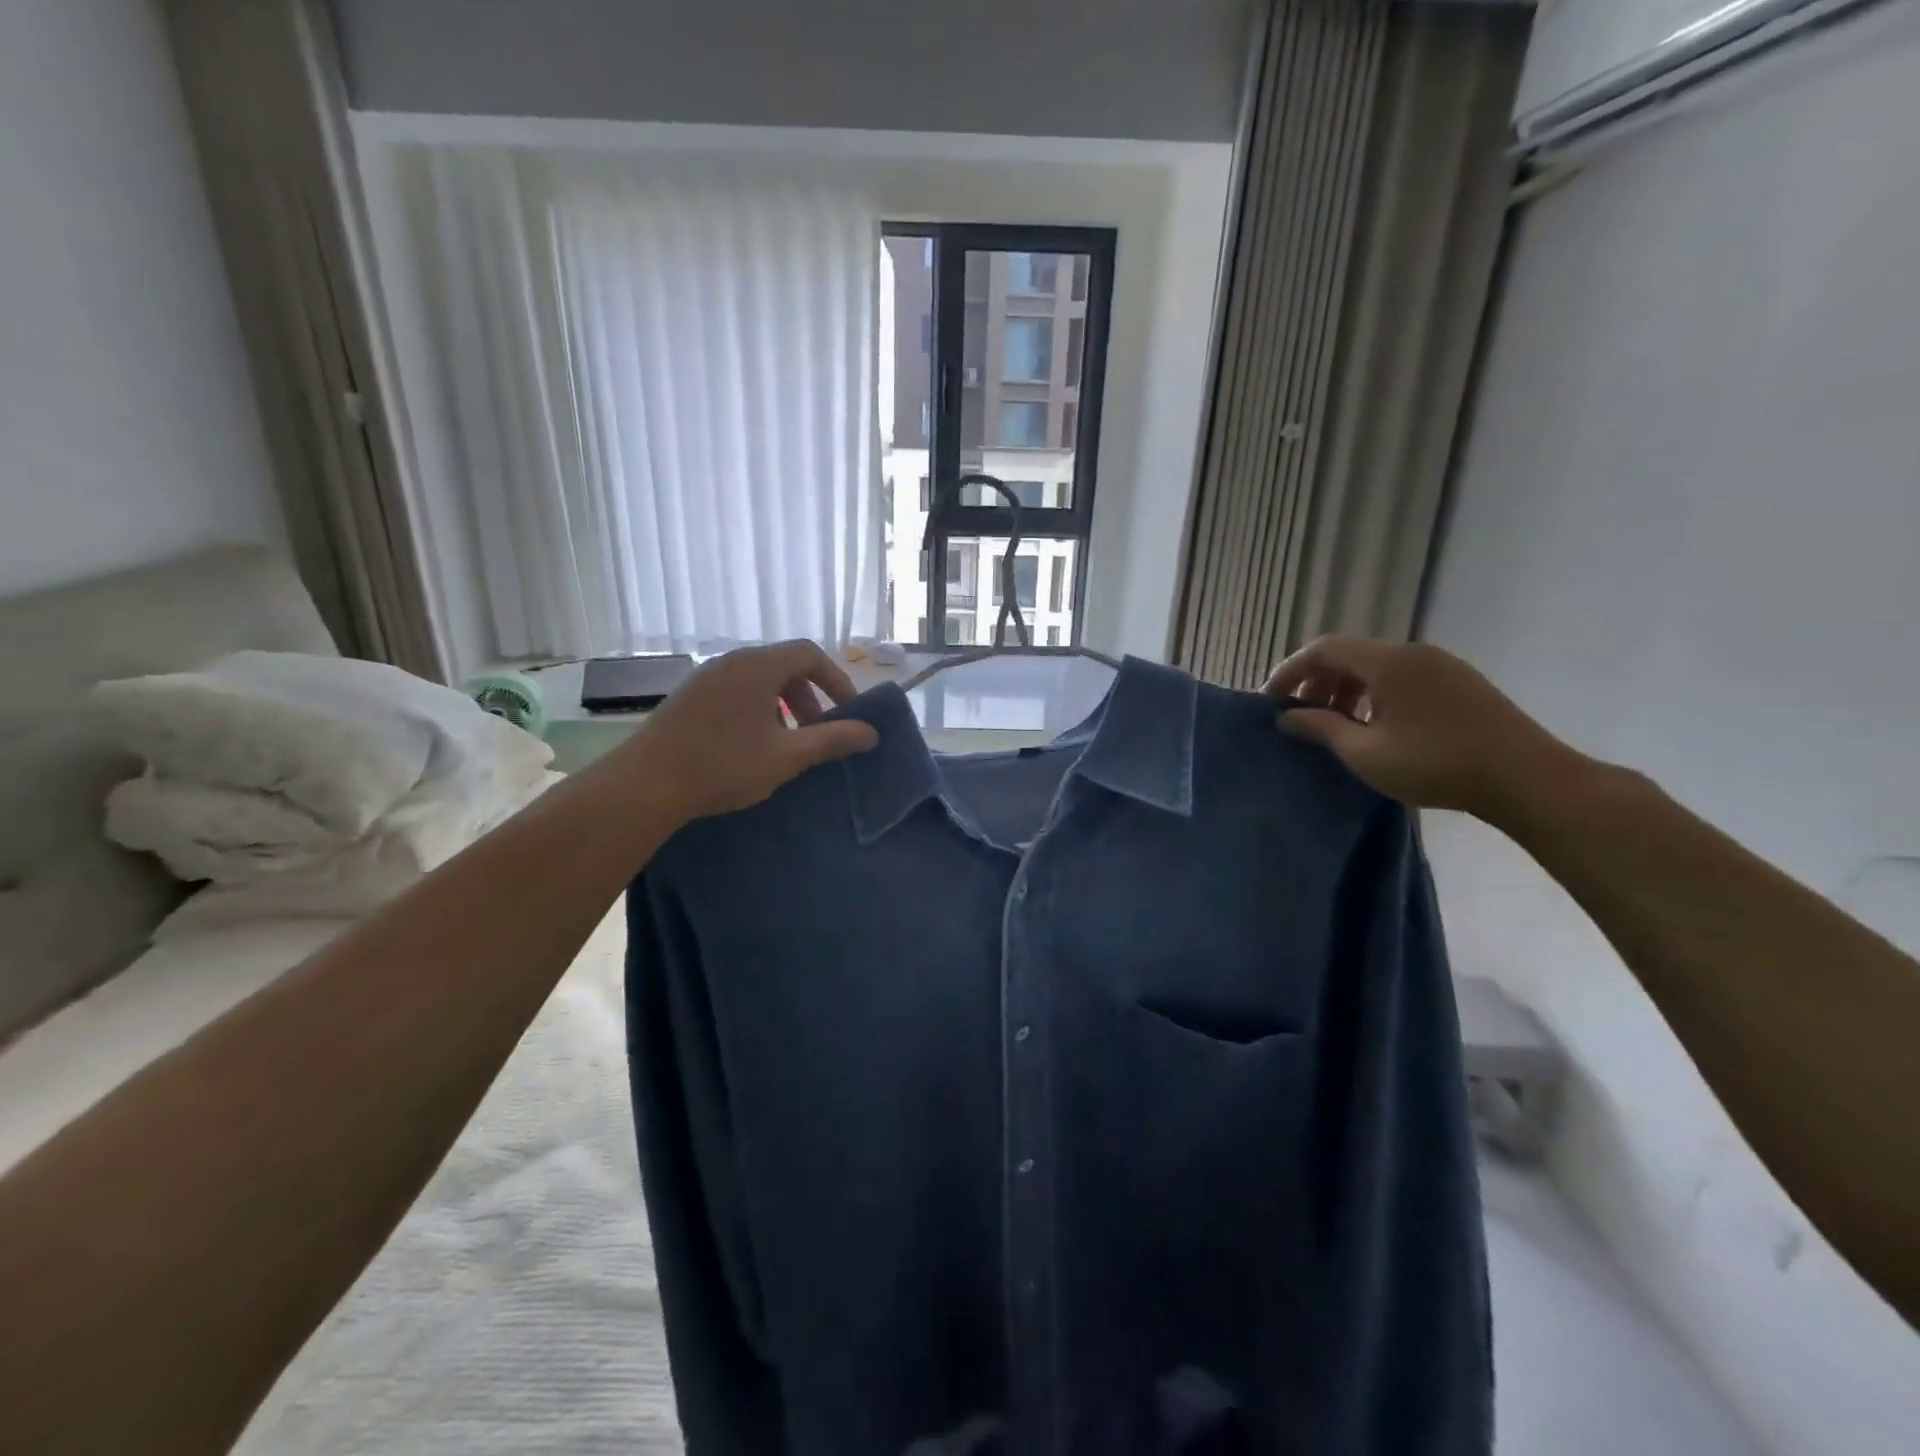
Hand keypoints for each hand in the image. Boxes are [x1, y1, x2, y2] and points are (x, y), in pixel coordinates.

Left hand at [621, 641, 879, 823]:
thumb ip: (832, 740)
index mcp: (757, 666)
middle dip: (810, 697)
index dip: (835, 679)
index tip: (847, 712)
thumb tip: (871, 733)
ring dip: (783, 707)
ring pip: (758, 681)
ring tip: (787, 744)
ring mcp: (705, 678)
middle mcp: (730, 662)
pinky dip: (757, 710)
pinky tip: (751, 747)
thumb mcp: (787, 756)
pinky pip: (735, 692)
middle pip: (784, 666)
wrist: (644, 785)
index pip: (808, 653)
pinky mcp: (688, 698)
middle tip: (818, 733)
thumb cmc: (723, 765)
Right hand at [1265, 635, 1578, 820]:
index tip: (1270, 700)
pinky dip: (1375, 694)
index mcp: (1388, 662)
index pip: (1324, 649)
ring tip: (1336, 726)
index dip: (1291, 671)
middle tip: (1300, 716)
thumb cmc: (1435, 764)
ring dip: (1346, 690)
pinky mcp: (1460, 683)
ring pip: (1377, 666)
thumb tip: (1287, 717)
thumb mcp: (1365, 753)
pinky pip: (1402, 677)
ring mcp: (1441, 665)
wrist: (1527, 777)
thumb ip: (1322, 729)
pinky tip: (1376, 727)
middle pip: (1350, 654)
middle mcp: (1413, 653)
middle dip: (1318, 682)